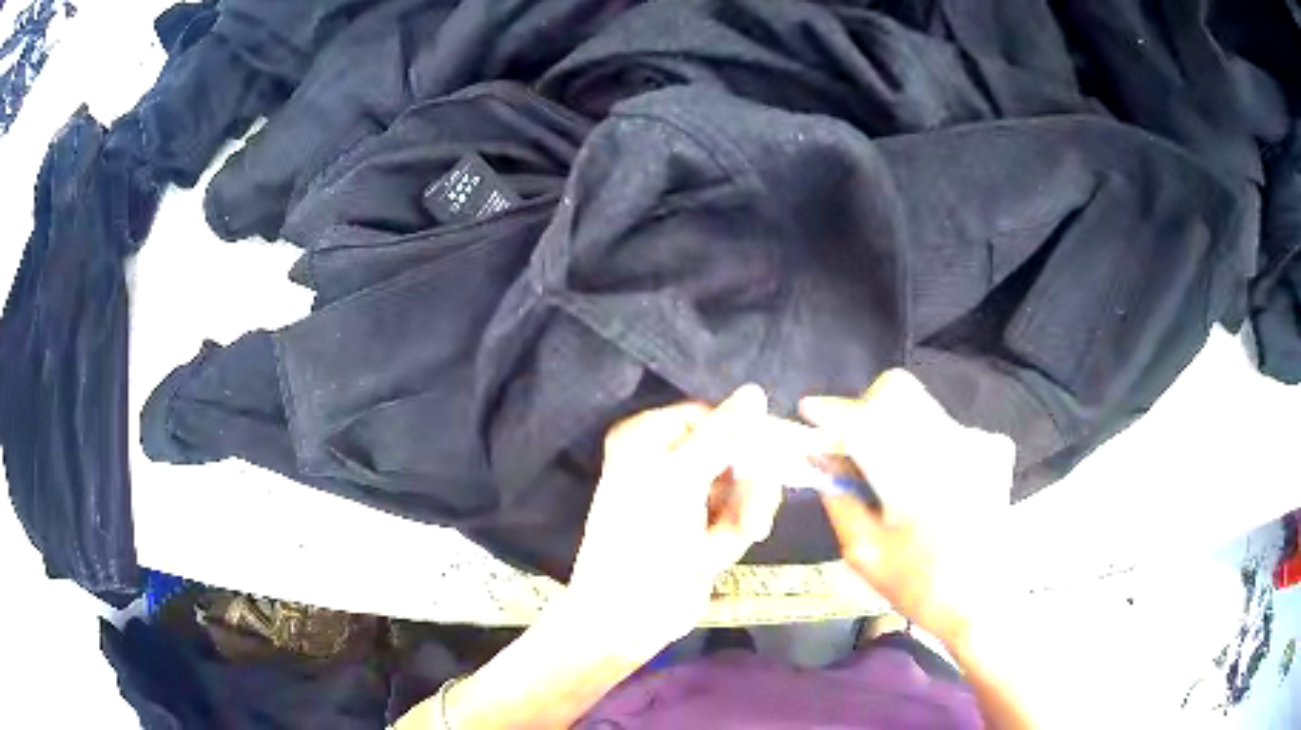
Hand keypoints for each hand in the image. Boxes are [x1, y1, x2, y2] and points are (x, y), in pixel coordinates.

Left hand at [563, 384, 784, 651]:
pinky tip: (715, 556)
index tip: (775, 454)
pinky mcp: (703, 528)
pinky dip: (735, 534)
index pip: (712, 417)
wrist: (627, 617)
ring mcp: (687, 497)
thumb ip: (722, 435)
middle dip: (748, 485)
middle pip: (734, 452)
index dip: (744, 436)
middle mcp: (666, 461)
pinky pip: (739, 515)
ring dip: (744, 513)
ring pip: (743, 486)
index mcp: (648, 438)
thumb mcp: (681, 481)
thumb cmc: (644, 542)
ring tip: (726, 540)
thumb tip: (755, 391)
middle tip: (751, 513)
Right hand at [800, 370, 1015, 647]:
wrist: (985, 602)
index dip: (832, 412)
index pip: (865, 421)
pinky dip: (925, 444)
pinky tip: (928, 483)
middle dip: (865, 411)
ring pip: (920, 408)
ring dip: (894, 429)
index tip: (809, 411)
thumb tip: (819, 456)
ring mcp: (978, 442)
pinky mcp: (993, 447)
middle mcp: (951, 445)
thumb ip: (839, 497)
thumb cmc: (919, 587)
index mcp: (915, 478)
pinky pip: (946, 426)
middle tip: (853, 449)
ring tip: (893, 477)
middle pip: (897, 393)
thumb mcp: (865, 552)